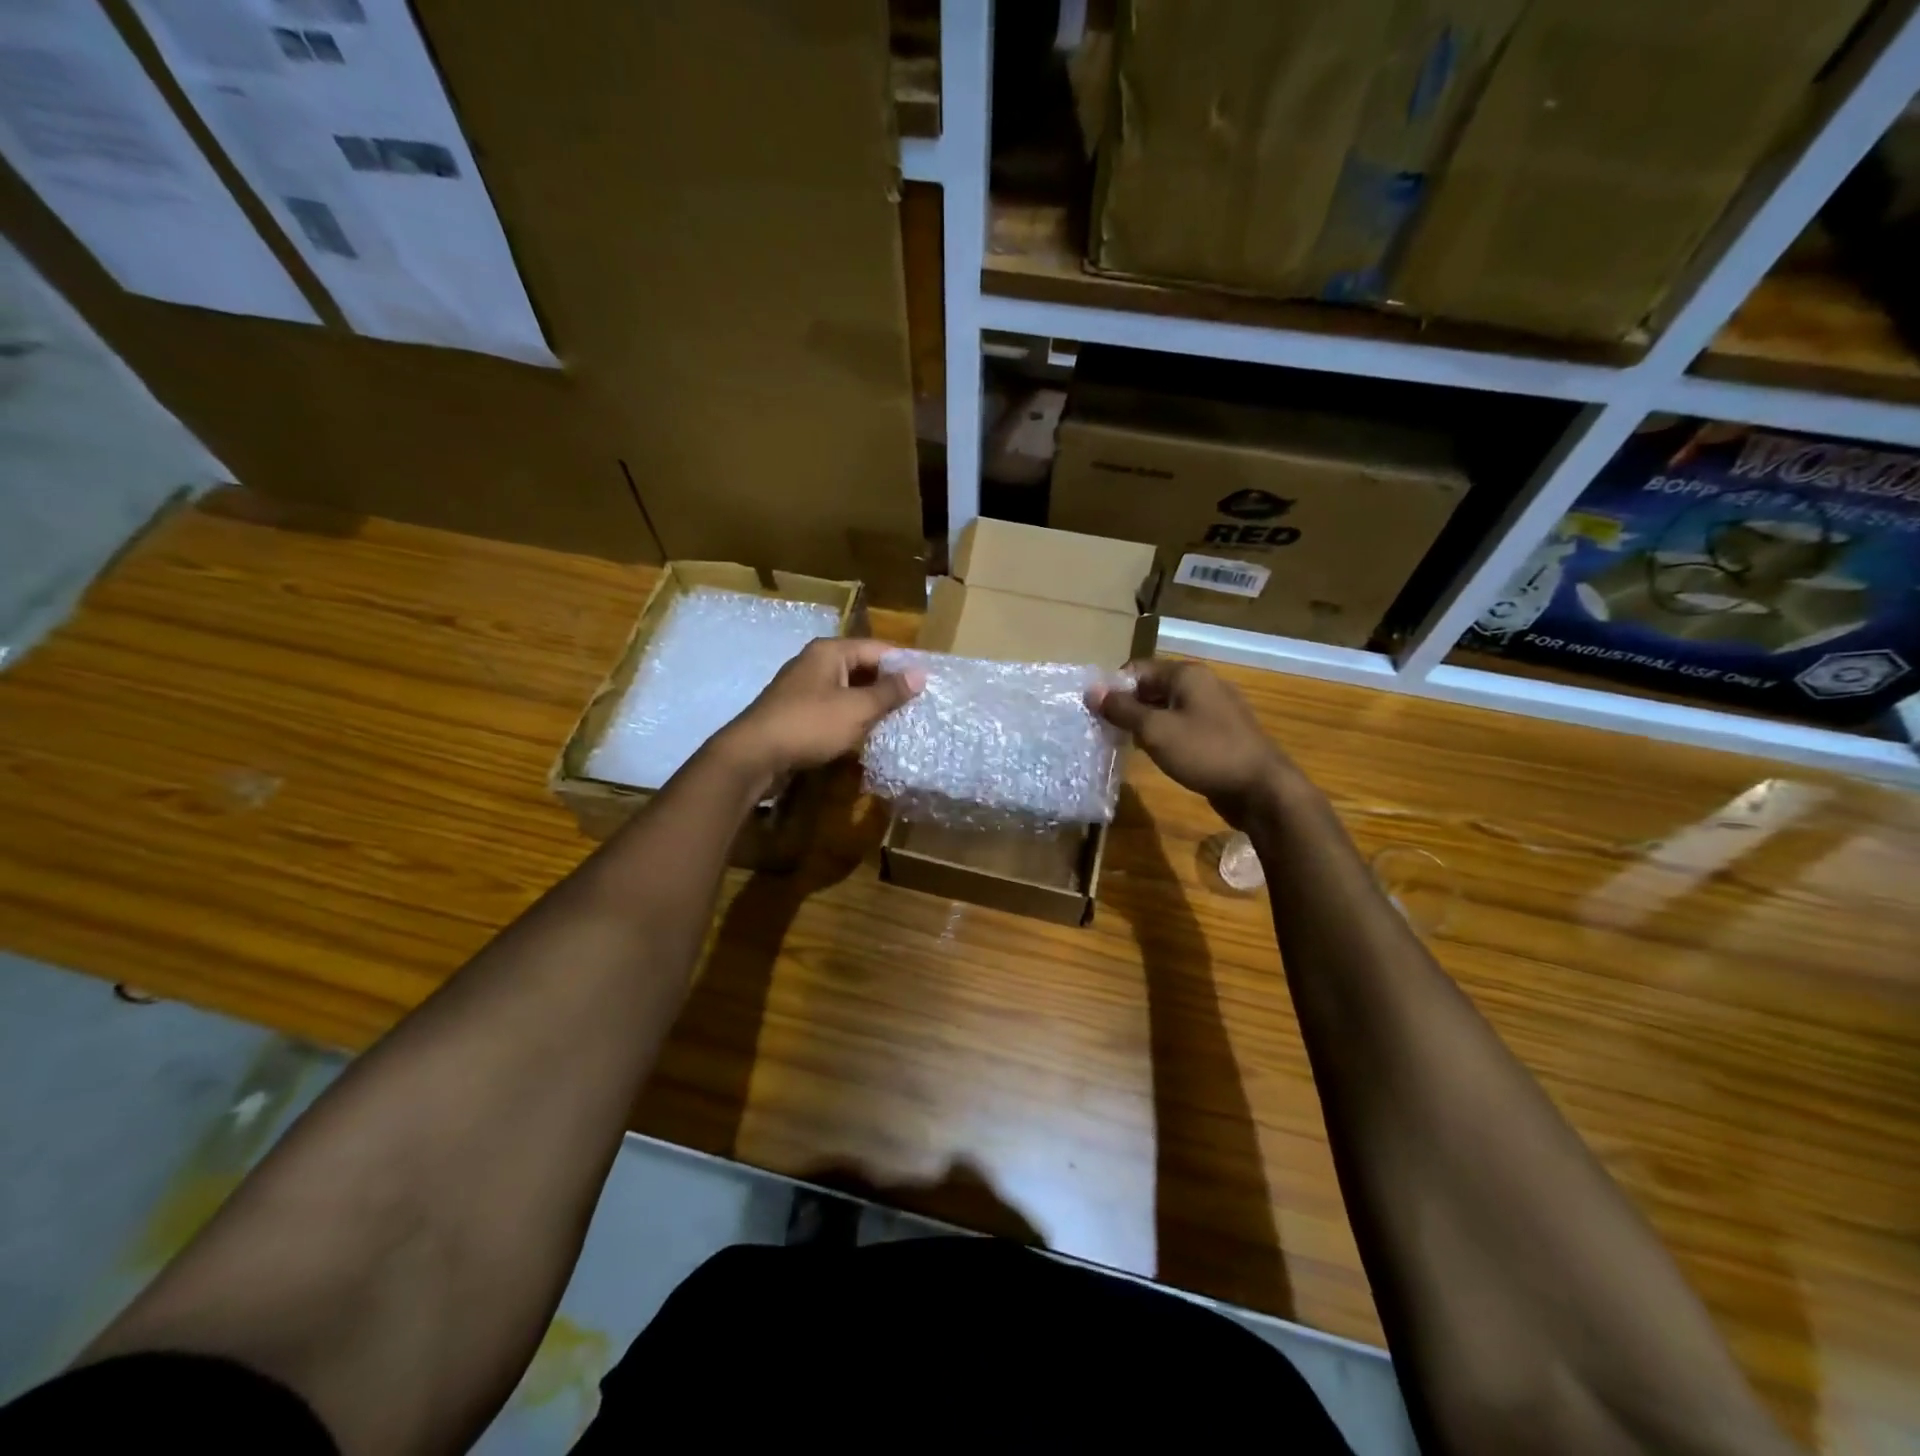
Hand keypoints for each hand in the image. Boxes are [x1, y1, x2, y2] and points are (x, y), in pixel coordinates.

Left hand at [718, 638, 923, 781]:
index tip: (928, 684)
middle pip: (862, 667)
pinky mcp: (797, 710)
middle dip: (888, 685)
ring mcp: (803, 687)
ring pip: (848, 689)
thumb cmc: (809, 725)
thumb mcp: (857, 709)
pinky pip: (833, 706)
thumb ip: (889, 692)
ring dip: (870, 703)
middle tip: (917, 705)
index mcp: (830, 652)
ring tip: (898, 720)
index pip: (878, 649)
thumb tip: (921, 673)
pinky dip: (851, 716)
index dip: (904, 665)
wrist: (754, 755)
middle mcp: (816, 662)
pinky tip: (866, 733)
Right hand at [1088, 661, 1299, 829]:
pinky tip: (1153, 754)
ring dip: (1144, 723)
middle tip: (1105, 730)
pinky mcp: (1220, 733)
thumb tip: (1092, 691)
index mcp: (1188, 674)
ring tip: (1124, 743)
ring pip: (1168, 708)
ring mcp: (1215, 709)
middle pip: (1153, 687)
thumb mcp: (1156, 731)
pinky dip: (1164, 735)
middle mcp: (1203, 684)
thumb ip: (1122, 710)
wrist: (1261, 789)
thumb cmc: (1206, 752)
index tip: (1095, 712)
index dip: (1113, 687)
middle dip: (1127, 706)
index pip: (1138, 668)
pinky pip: (1183, 725)